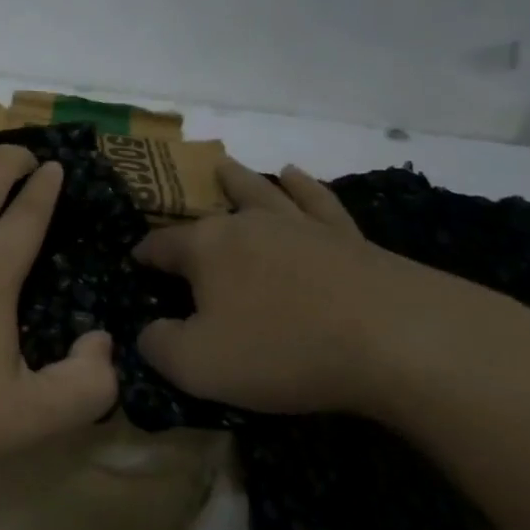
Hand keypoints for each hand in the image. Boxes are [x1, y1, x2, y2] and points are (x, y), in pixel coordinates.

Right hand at [134, 160, 521, 416]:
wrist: (395, 340)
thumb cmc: (282, 350)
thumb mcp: (198, 365)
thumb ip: (159, 346)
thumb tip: (148, 331)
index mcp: (206, 248)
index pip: (161, 245)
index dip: (144, 254)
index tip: (134, 262)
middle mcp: (248, 224)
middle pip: (210, 210)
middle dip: (189, 208)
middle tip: (177, 203)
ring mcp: (300, 225)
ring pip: (261, 192)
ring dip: (239, 179)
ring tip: (226, 165)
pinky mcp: (347, 237)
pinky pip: (317, 201)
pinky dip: (303, 187)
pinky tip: (295, 175)